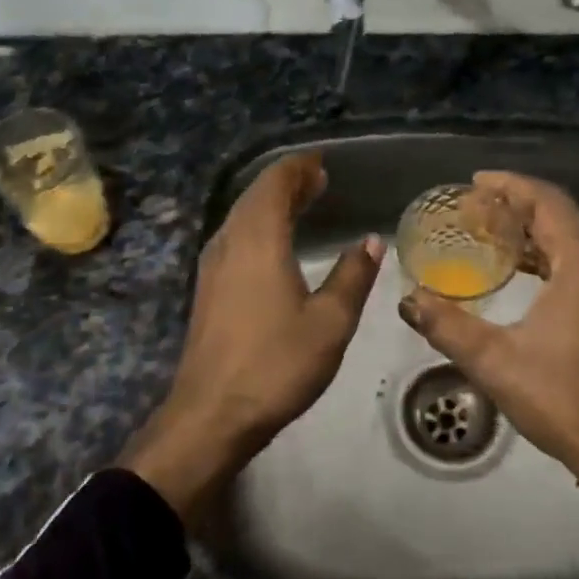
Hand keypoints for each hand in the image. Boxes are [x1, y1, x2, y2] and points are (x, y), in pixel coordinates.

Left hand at [119, 152, 382, 527]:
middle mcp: (230, 243)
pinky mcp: (207, 289)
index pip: (276, 184)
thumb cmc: (276, 365)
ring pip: (241, 217)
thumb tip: (370, 242)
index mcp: (259, 241)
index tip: (323, 164)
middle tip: (318, 180)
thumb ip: (353, 277)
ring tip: (301, 203)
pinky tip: (273, 244)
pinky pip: (234, 238)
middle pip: (255, 196)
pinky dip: (258, 226)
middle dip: (287, 183)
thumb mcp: (330, 322)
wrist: (212, 414)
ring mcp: (212, 266)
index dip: (299, 169)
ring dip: (270, 203)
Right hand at [397, 171, 578, 545]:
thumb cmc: (567, 401)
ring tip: (492, 237)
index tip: (475, 181)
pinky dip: (555, 259)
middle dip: (517, 208)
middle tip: (474, 211)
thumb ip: (448, 326)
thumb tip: (408, 300)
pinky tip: (527, 276)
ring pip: (576, 243)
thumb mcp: (497, 363)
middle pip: (562, 218)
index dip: (509, 185)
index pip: (547, 202)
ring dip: (536, 235)